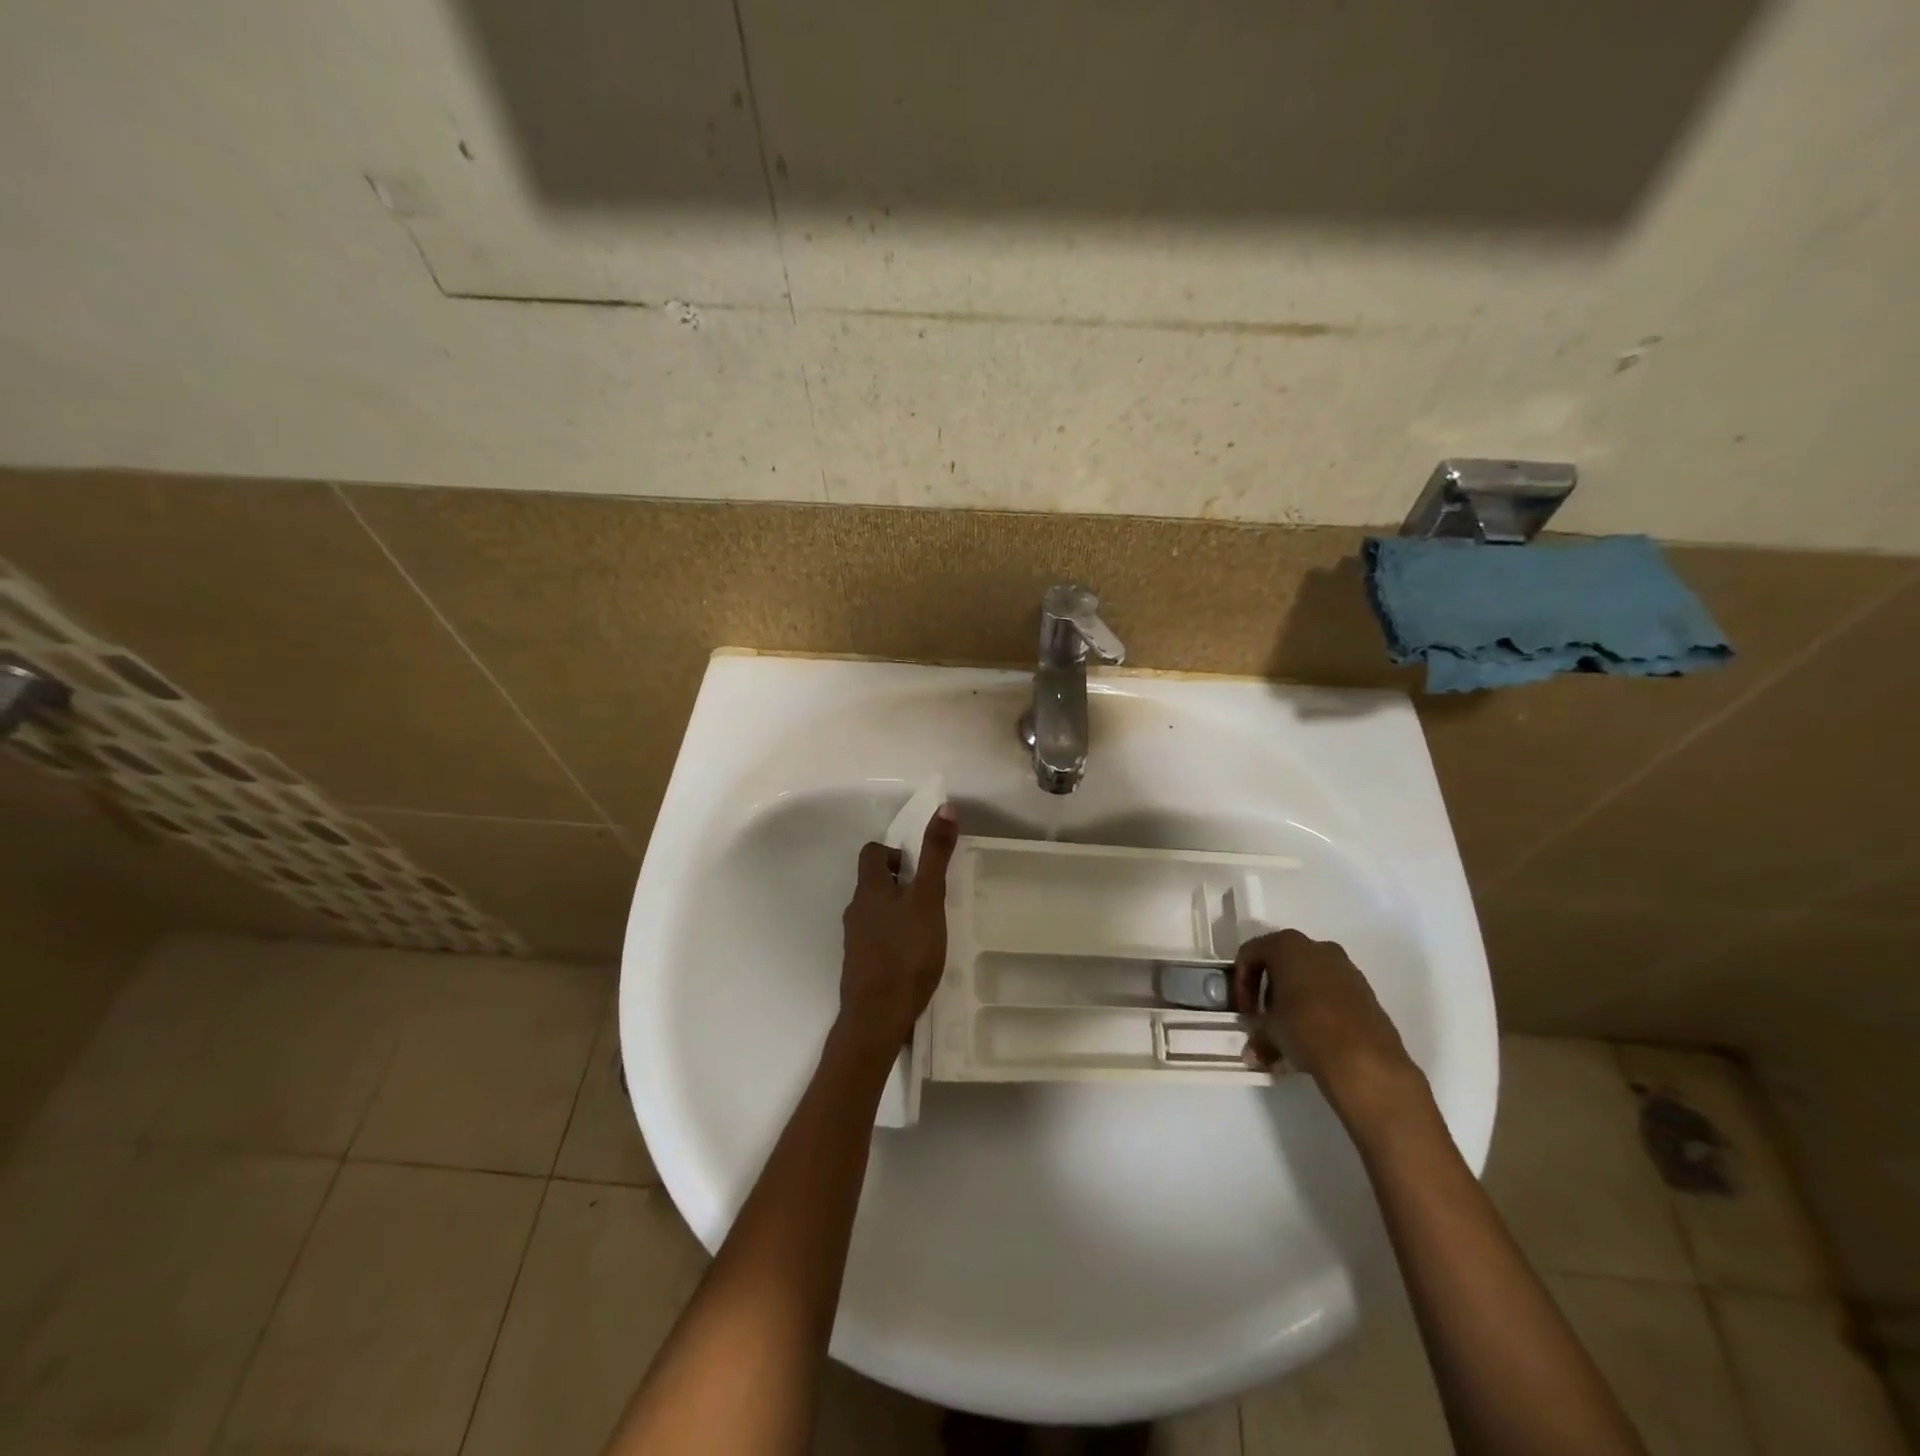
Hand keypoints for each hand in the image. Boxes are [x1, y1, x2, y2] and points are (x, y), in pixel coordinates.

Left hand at [836, 806, 958, 1057]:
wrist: (876, 1017)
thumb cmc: (905, 953)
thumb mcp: (928, 899)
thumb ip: (935, 856)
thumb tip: (944, 807)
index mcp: (869, 889)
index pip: (872, 853)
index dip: (895, 852)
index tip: (920, 867)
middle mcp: (856, 910)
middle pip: (874, 883)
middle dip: (901, 883)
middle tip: (931, 897)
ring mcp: (855, 941)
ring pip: (875, 912)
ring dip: (898, 911)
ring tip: (928, 927)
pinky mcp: (861, 966)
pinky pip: (877, 939)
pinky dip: (894, 938)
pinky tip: (915, 957)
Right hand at [1232, 929, 1425, 1128]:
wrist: (1366, 1061)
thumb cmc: (1306, 1029)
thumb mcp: (1270, 1032)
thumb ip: (1257, 1035)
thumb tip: (1252, 1052)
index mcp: (1287, 945)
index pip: (1250, 954)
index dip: (1241, 983)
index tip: (1244, 1012)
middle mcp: (1317, 947)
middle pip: (1281, 963)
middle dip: (1269, 992)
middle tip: (1264, 1020)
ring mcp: (1346, 968)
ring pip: (1308, 977)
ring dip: (1294, 1001)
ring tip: (1290, 1033)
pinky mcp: (1366, 991)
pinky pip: (1331, 992)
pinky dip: (1318, 1008)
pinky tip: (1315, 1037)